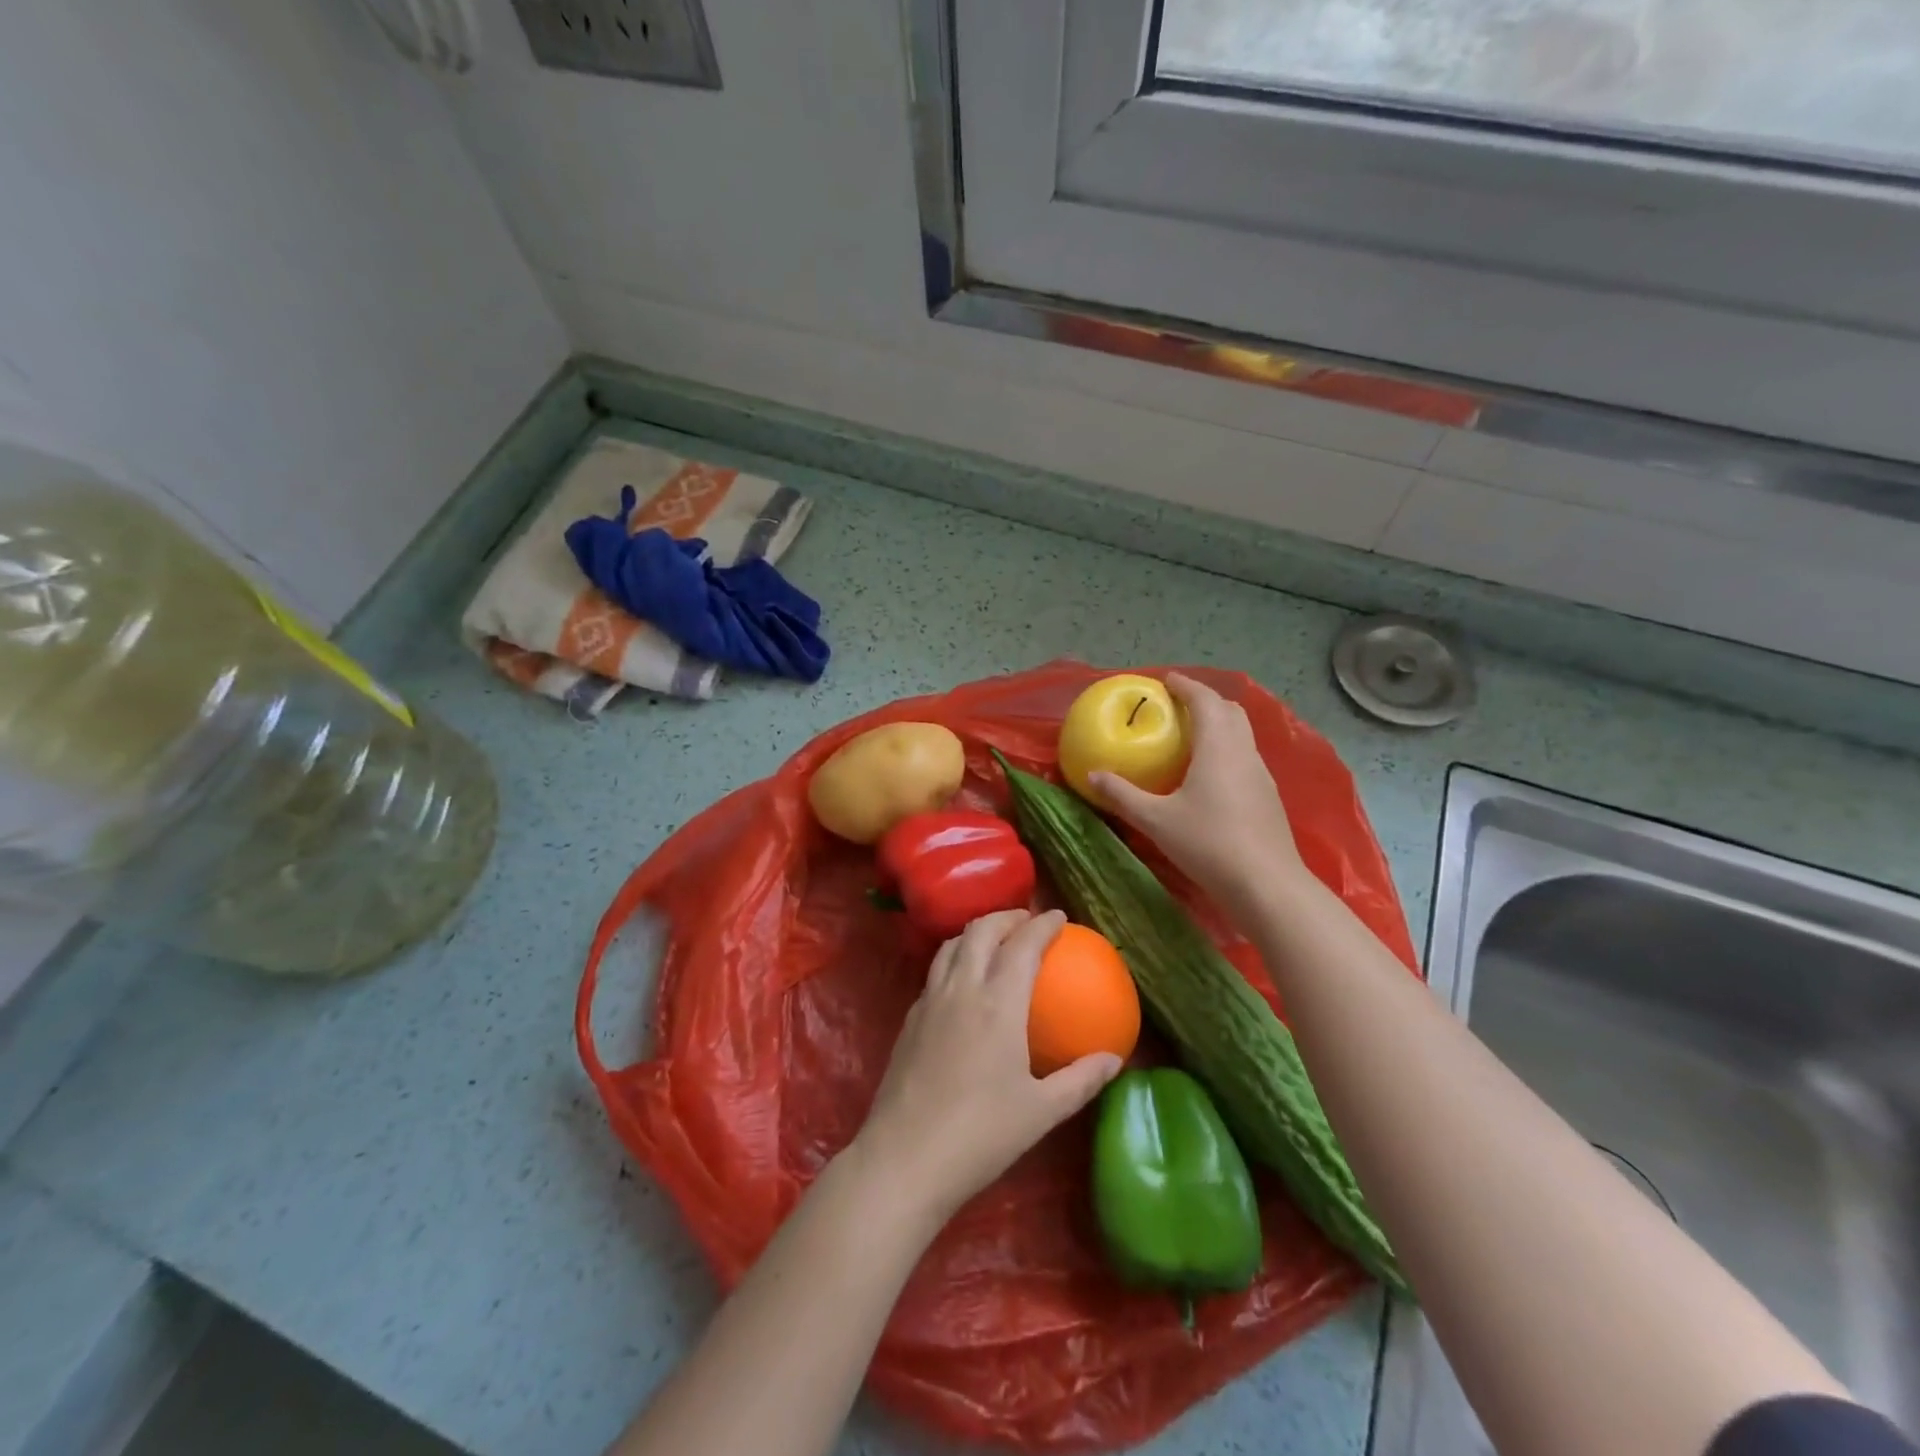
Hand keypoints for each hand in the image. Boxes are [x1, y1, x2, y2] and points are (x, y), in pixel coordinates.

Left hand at [852, 910, 1121, 1227]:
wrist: (905, 1159)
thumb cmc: (981, 1135)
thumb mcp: (1041, 1112)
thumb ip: (1080, 1081)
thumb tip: (1114, 1060)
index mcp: (998, 1003)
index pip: (1022, 944)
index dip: (1042, 925)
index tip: (1058, 917)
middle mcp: (961, 989)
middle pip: (981, 931)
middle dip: (1006, 917)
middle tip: (1027, 922)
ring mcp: (929, 1001)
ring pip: (951, 945)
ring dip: (976, 932)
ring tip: (995, 941)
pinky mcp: (909, 1019)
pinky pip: (935, 971)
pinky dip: (955, 959)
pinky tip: (963, 984)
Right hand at [1092, 672, 1305, 910]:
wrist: (1267, 885)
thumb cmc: (1209, 844)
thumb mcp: (1156, 820)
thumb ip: (1122, 795)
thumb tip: (1092, 776)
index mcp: (1218, 746)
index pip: (1205, 700)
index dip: (1185, 685)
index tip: (1165, 681)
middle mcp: (1244, 752)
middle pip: (1229, 711)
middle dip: (1204, 701)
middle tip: (1176, 707)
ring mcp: (1261, 775)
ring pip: (1241, 735)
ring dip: (1218, 726)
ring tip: (1190, 738)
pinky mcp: (1268, 797)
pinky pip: (1245, 758)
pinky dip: (1226, 751)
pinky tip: (1209, 777)